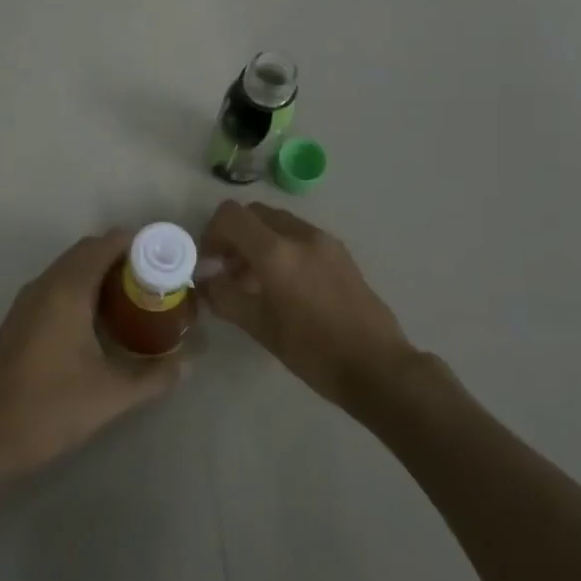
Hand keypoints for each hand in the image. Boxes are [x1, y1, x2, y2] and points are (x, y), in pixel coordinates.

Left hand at [0, 230, 182, 483]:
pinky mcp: (20, 319)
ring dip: (101, 274)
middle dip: (123, 258)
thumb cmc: (49, 409)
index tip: (166, 259)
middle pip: (88, 252)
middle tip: (157, 281)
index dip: (137, 244)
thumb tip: (190, 363)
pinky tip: (102, 322)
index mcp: (66, 291)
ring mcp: (28, 301)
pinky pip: (57, 287)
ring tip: (136, 299)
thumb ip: (154, 375)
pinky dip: (83, 289)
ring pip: (70, 269)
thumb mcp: (111, 395)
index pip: (105, 244)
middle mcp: (45, 285)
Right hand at [198, 201, 422, 408]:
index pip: (231, 215)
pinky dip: (282, 247)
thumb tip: (204, 279)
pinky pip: (300, 236)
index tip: (209, 261)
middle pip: (254, 213)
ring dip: (258, 241)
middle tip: (228, 269)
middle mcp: (300, 235)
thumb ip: (224, 296)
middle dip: (235, 235)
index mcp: (276, 252)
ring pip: (278, 223)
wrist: (377, 366)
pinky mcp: (340, 253)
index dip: (211, 233)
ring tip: (254, 281)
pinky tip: (284, 285)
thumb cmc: (312, 351)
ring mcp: (324, 241)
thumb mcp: (259, 327)